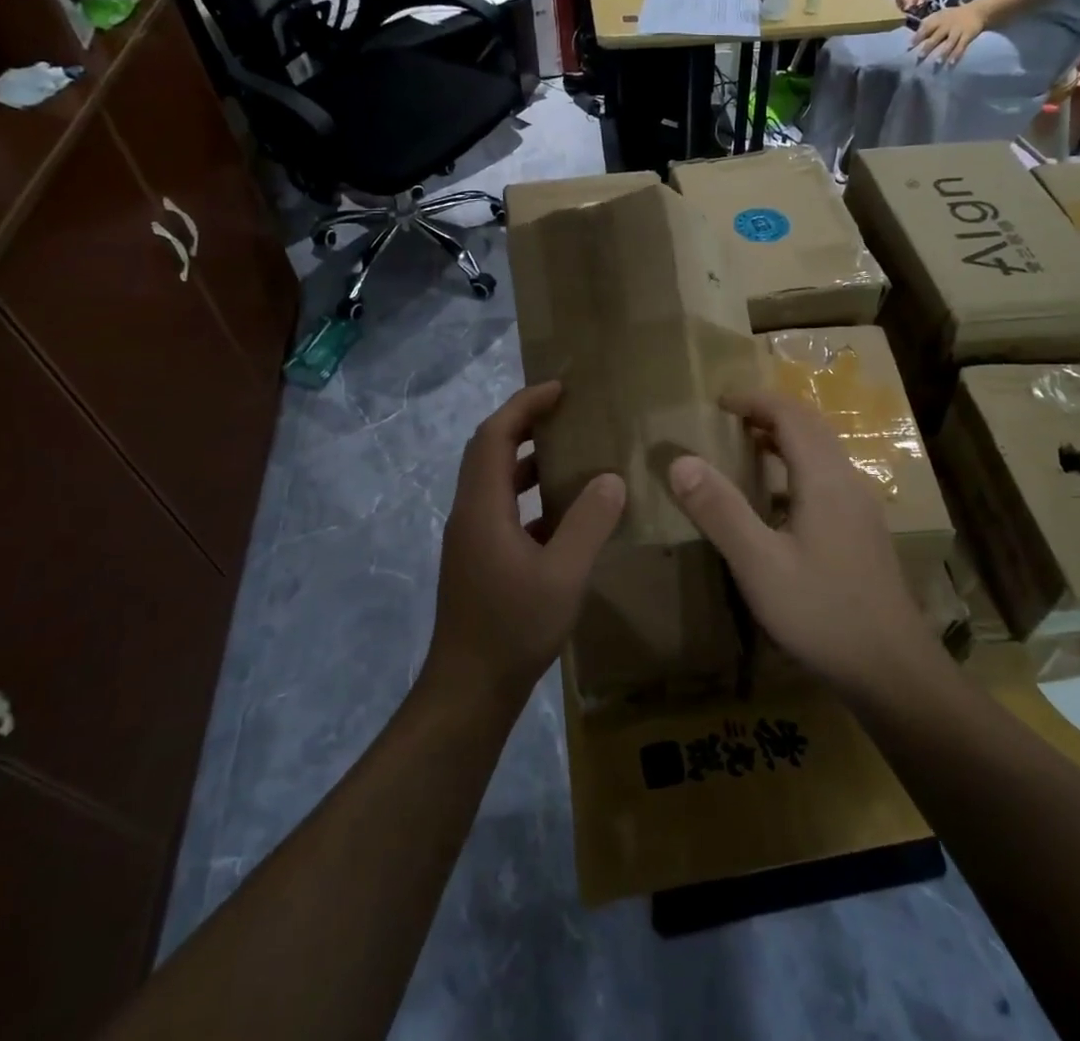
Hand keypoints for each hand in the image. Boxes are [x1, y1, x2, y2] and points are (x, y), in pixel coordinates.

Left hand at [426, 383, 625, 705]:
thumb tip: (610, 478)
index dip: (524, 404)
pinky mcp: (480, 560)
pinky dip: (531, 496)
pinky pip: (504, 509)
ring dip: (527, 459)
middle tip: (566, 410)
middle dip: (524, 422)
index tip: (560, 388)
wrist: (469, 692)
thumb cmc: (513, 628)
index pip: (495, 435)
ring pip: (495, 481)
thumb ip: (588, 522)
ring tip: (571, 452)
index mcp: (482, 507)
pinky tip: (566, 512)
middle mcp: (470, 513)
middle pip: (489, 451)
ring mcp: (472, 538)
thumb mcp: (563, 574)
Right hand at [666, 390, 930, 698]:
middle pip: (811, 426)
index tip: (718, 403)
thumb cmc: (822, 612)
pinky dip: (798, 466)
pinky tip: (777, 500)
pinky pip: (828, 477)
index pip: (790, 415)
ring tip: (747, 448)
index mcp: (824, 479)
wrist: (892, 669)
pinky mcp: (864, 531)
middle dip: (770, 413)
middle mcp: (848, 481)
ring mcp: (861, 507)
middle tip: (729, 420)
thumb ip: (719, 510)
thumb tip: (681, 461)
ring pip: (823, 452)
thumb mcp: (759, 564)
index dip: (754, 400)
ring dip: (786, 438)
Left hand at [910, 3, 986, 65]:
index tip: (909, 47)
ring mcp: (958, 31)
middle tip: (919, 57)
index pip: (926, 27)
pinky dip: (956, 55)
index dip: (918, 37)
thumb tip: (912, 37)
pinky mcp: (967, 36)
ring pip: (950, 43)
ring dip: (943, 53)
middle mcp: (947, 25)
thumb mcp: (940, 16)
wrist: (977, 11)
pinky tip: (950, 64)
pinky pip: (961, 46)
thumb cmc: (953, 17)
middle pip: (936, 36)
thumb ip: (927, 24)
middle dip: (928, 46)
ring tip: (937, 63)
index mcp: (938, 20)